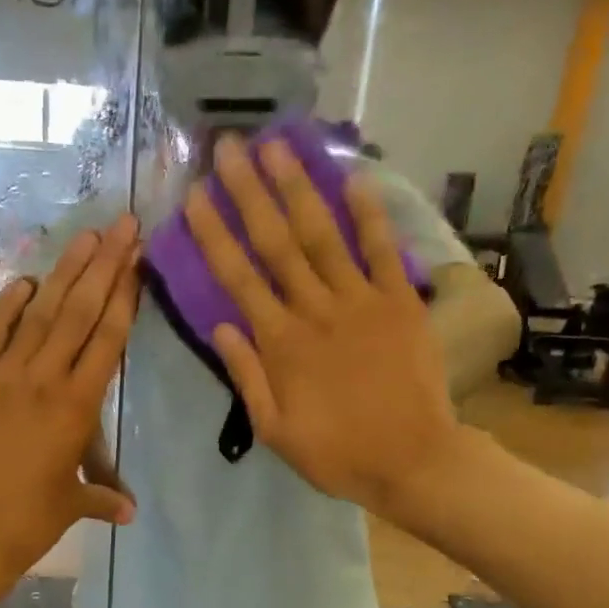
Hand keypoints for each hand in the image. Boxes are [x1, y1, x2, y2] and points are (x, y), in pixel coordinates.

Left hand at [0, 218, 140, 598]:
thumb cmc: (25, 524)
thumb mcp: (72, 506)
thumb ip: (103, 497)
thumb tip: (130, 510)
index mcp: (77, 408)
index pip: (108, 340)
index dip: (125, 296)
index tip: (137, 259)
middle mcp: (43, 381)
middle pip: (79, 313)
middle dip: (104, 265)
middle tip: (121, 224)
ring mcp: (2, 376)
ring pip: (39, 314)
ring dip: (63, 272)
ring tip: (84, 237)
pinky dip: (9, 304)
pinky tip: (25, 281)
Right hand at [184, 135, 458, 520]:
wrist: (413, 461)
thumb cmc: (337, 453)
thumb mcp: (275, 430)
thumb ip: (247, 376)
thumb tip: (222, 326)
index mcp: (281, 344)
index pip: (238, 279)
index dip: (214, 234)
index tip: (195, 196)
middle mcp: (315, 311)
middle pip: (275, 243)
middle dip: (249, 192)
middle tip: (230, 147)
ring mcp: (361, 301)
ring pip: (323, 235)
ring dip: (298, 188)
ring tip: (278, 146)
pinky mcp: (400, 302)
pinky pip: (383, 250)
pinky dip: (370, 213)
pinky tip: (354, 176)